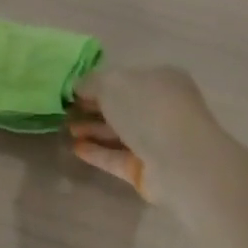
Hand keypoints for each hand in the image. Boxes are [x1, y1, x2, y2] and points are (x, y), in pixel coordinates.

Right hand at [69, 65, 218, 202]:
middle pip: (123, 106)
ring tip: (66, 128)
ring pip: (120, 132)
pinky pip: (118, 157)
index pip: (126, 78)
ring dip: (93, 129)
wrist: (181, 161)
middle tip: (66, 111)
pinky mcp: (148, 169)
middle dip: (94, 107)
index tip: (73, 90)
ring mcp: (157, 140)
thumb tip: (78, 87)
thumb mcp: (112, 83)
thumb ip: (91, 82)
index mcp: (161, 79)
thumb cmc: (148, 109)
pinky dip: (98, 152)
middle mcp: (162, 108)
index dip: (99, 83)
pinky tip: (76, 148)